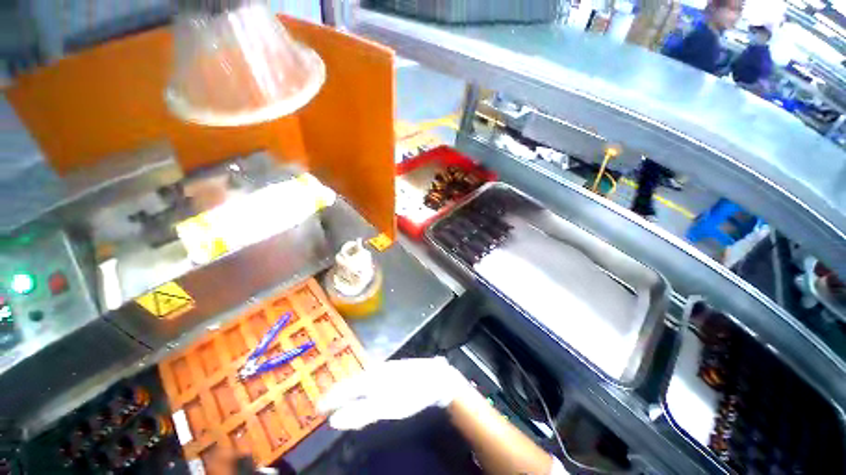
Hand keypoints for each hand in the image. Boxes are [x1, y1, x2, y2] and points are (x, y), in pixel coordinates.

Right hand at [317, 357, 469, 429]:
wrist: (436, 378)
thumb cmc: (411, 392)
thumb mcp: (386, 406)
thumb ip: (360, 413)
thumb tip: (334, 420)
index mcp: (371, 377)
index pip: (345, 388)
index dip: (330, 398)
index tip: (317, 408)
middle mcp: (375, 370)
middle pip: (351, 382)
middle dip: (337, 393)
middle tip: (324, 405)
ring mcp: (386, 370)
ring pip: (361, 379)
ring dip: (348, 389)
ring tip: (339, 398)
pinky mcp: (394, 372)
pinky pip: (371, 380)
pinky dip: (361, 387)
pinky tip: (364, 390)